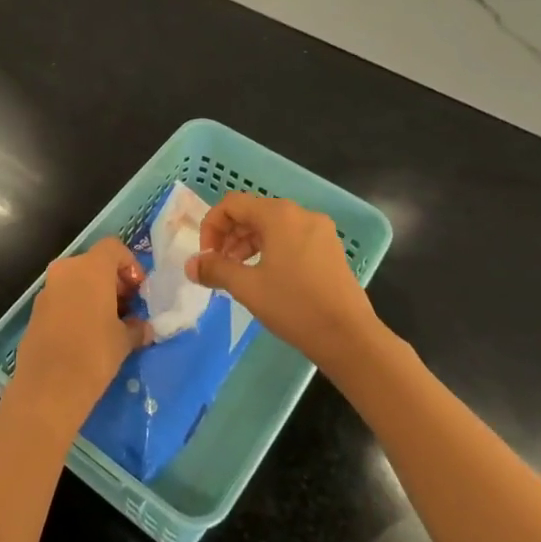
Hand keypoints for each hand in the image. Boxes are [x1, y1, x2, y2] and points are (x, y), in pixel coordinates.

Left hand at [12, 238, 149, 432]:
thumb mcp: (124, 340)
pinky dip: (76, 306)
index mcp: (90, 268)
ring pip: (76, 281)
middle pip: (94, 263)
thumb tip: (143, 328)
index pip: (113, 247)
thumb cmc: (94, 354)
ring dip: (94, 295)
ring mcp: (47, 290)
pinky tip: (86, 335)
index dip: (130, 264)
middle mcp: (65, 270)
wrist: (48, 387)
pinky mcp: (35, 311)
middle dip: (113, 281)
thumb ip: (137, 327)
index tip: (138, 290)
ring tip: (109, 324)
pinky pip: (62, 298)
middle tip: (127, 308)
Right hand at [188, 194, 381, 375]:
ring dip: (248, 244)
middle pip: (253, 213)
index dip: (211, 226)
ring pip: (273, 227)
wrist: (349, 337)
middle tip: (219, 266)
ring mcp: (320, 231)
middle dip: (229, 236)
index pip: (232, 204)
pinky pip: (291, 238)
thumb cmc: (293, 305)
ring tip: (238, 274)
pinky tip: (266, 277)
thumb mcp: (247, 287)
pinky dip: (271, 250)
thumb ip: (215, 269)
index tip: (207, 256)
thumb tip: (191, 265)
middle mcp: (301, 214)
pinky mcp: (330, 250)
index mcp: (279, 215)